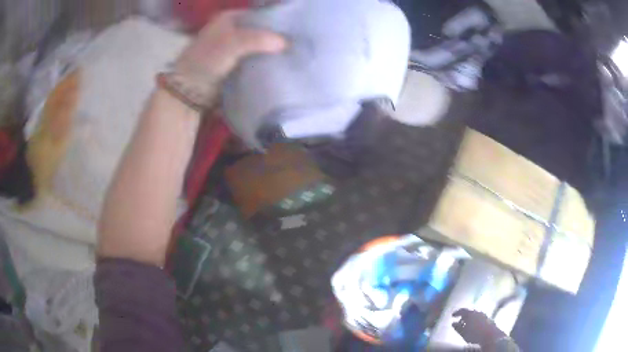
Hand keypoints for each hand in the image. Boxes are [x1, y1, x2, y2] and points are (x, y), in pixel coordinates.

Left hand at [175, 10, 286, 83]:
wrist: (189, 92)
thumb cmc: (206, 61)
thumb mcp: (232, 43)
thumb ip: (259, 39)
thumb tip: (286, 43)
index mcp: (229, 18)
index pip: (260, 15)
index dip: (277, 22)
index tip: (294, 31)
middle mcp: (232, 30)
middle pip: (261, 31)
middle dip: (276, 38)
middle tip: (296, 45)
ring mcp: (233, 48)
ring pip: (260, 46)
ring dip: (272, 52)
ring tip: (292, 56)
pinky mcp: (235, 65)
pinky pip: (255, 60)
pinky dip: (265, 63)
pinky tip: (279, 66)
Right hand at [452, 309, 505, 346]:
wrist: (490, 335)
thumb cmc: (475, 334)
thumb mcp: (463, 332)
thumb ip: (458, 327)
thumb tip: (453, 323)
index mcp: (471, 313)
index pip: (463, 310)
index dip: (457, 312)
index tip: (452, 316)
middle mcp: (478, 312)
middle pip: (469, 312)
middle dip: (464, 316)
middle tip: (459, 321)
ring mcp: (484, 315)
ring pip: (475, 315)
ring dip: (470, 319)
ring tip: (466, 325)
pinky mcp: (488, 319)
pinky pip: (479, 318)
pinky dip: (475, 321)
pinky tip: (474, 327)